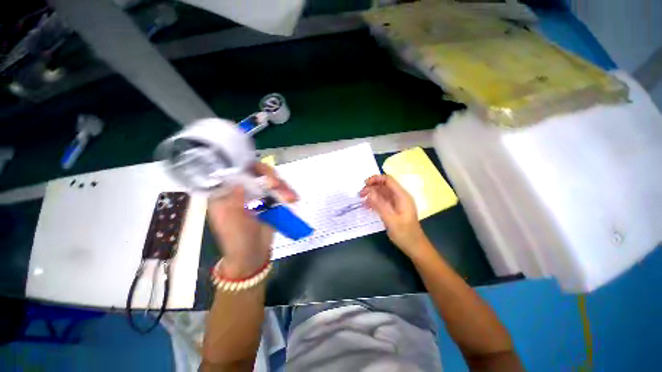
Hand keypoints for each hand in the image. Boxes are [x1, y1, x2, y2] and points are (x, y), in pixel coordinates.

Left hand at [207, 163, 296, 278]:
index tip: (262, 177)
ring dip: (282, 187)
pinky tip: (293, 198)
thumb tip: (240, 181)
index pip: (235, 172)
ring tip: (291, 197)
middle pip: (256, 173)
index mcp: (225, 193)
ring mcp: (256, 195)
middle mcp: (240, 191)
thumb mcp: (232, 220)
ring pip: (270, 181)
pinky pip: (278, 191)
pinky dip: (286, 193)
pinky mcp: (269, 201)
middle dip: (269, 177)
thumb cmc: (237, 240)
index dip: (249, 169)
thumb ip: (234, 199)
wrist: (253, 254)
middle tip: (277, 184)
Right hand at [360, 175, 426, 254]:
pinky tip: (366, 206)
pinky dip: (374, 202)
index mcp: (402, 196)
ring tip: (361, 200)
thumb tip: (369, 192)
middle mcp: (399, 197)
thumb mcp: (391, 220)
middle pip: (383, 186)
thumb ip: (380, 205)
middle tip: (360, 195)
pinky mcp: (393, 209)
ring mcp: (396, 203)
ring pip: (381, 193)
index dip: (376, 179)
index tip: (364, 184)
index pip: (388, 180)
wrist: (415, 247)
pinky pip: (382, 201)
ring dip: (371, 194)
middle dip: (371, 187)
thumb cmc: (405, 234)